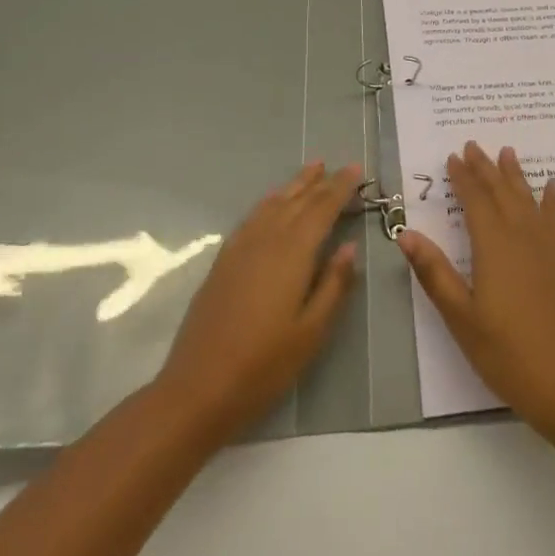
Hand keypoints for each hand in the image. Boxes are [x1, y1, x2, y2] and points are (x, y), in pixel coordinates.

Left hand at [152, 162, 361, 445]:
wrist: (197, 389)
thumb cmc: (264, 365)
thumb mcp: (312, 331)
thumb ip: (334, 285)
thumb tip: (350, 247)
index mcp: (292, 254)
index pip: (322, 209)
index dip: (341, 188)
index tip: (357, 170)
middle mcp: (266, 241)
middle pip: (297, 201)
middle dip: (321, 182)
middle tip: (340, 166)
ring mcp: (240, 249)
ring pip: (273, 205)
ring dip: (295, 186)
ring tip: (312, 170)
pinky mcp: (223, 262)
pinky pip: (252, 218)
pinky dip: (269, 203)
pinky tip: (274, 204)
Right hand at [397, 142, 554, 427]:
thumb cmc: (507, 353)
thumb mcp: (461, 317)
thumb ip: (435, 272)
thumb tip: (406, 233)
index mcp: (494, 246)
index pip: (475, 201)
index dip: (463, 178)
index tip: (453, 156)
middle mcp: (522, 236)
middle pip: (502, 192)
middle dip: (486, 168)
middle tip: (474, 145)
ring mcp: (548, 248)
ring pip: (528, 199)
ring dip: (516, 175)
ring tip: (508, 152)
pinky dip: (552, 199)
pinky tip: (553, 186)